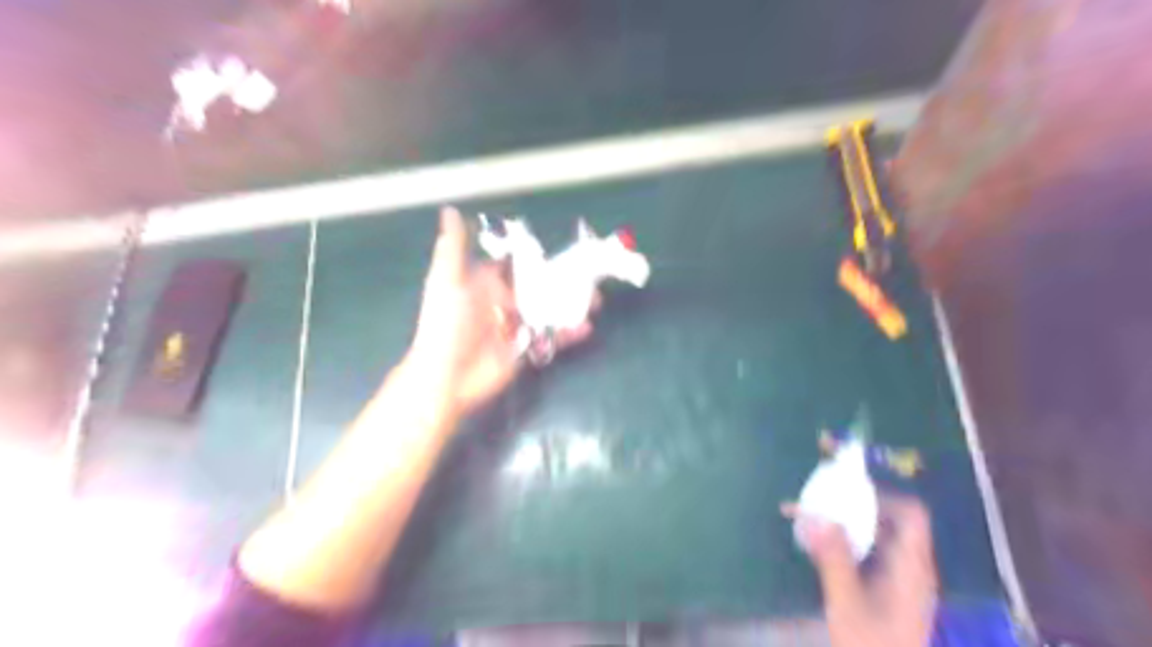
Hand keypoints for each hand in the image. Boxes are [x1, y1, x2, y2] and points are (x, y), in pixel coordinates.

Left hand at [405, 206, 588, 419]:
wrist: (447, 377)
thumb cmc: (446, 325)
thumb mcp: (447, 282)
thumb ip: (453, 249)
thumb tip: (450, 210)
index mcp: (486, 284)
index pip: (515, 263)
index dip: (536, 254)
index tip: (562, 243)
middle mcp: (504, 302)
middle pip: (539, 286)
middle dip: (563, 280)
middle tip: (589, 274)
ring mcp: (517, 326)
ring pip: (549, 310)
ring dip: (572, 304)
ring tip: (596, 300)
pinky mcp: (526, 349)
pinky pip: (552, 337)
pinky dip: (569, 332)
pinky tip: (586, 327)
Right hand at [788, 494, 940, 646]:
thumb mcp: (847, 604)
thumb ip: (833, 558)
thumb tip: (815, 516)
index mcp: (913, 568)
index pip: (912, 515)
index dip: (882, 497)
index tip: (844, 494)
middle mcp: (912, 568)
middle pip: (892, 521)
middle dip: (854, 507)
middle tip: (818, 502)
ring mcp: (902, 581)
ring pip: (878, 536)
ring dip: (846, 524)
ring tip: (811, 519)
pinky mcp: (888, 591)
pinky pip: (870, 552)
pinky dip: (846, 542)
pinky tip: (819, 546)